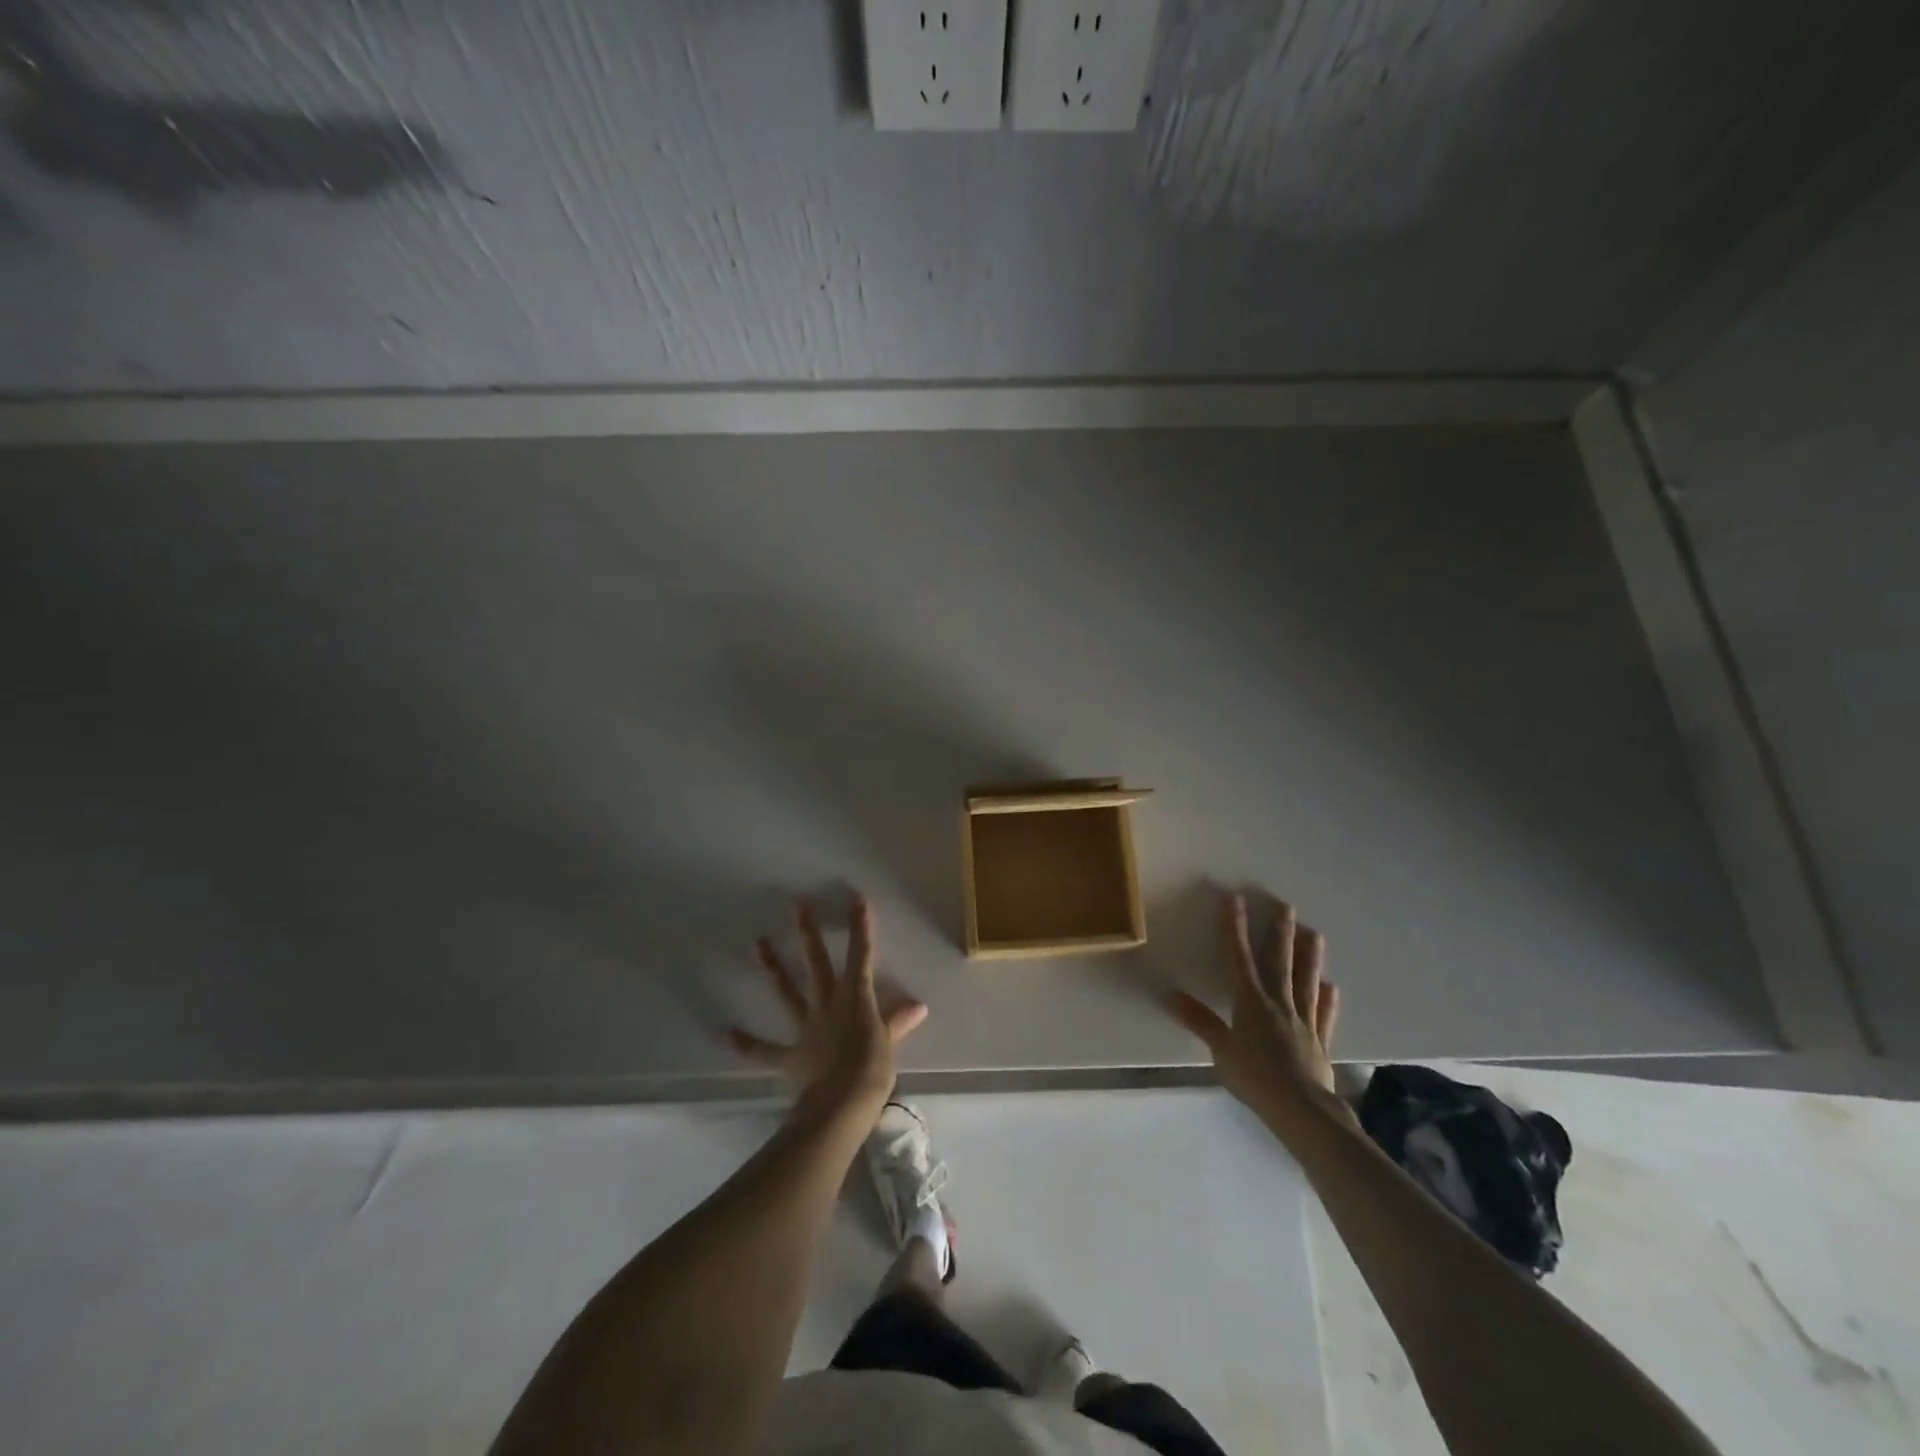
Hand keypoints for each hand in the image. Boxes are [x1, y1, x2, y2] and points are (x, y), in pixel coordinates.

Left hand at [729, 897, 926, 1123]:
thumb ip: (897, 1022)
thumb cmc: (871, 1070)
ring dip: (773, 968)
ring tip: (757, 943)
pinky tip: (728, 1034)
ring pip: (787, 992)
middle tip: (798, 905)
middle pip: (817, 963)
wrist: (841, 1104)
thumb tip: (918, 1007)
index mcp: (856, 999)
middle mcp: (828, 1005)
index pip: (861, 956)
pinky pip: (765, 1050)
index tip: (856, 900)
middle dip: (809, 933)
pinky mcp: (790, 1055)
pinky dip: (748, 1044)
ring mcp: (806, 1027)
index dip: (860, 928)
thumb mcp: (888, 1044)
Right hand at [1169, 893, 1345, 1131]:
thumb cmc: (1254, 1077)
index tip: (1235, 900)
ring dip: (1309, 956)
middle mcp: (1279, 1003)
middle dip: (1281, 932)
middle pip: (1279, 962)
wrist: (1300, 1108)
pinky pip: (1324, 1014)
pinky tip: (1331, 986)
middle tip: (1286, 906)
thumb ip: (1200, 1021)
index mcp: (1251, 1002)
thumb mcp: (1220, 1049)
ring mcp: (1303, 1020)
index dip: (1235, 928)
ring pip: (1306, 981)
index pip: (1239, 957)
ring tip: (1314, 932)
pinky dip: (1327, 999)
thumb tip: (1171, 995)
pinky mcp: (1320, 1040)